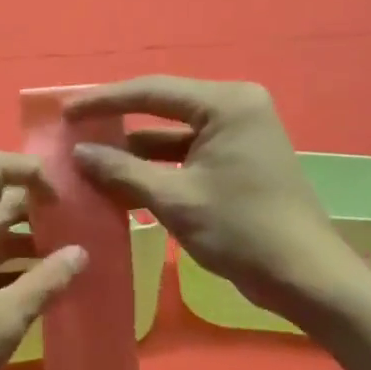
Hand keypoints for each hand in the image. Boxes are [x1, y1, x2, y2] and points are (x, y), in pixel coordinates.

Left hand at [0, 151, 86, 369]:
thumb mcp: (6, 319)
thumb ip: (46, 282)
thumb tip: (82, 251)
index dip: (28, 168)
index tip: (63, 194)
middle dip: (39, 204)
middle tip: (83, 221)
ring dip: (32, 237)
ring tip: (75, 251)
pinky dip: (19, 263)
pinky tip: (47, 281)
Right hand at [65, 76, 366, 319]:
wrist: (305, 277)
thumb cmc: (241, 230)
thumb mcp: (173, 199)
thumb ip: (121, 170)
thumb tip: (78, 153)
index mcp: (226, 104)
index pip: (151, 92)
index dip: (103, 102)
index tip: (65, 112)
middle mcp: (234, 107)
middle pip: (160, 107)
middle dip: (116, 123)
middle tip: (73, 131)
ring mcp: (238, 133)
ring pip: (170, 133)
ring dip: (133, 149)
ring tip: (87, 157)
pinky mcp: (236, 159)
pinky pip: (185, 153)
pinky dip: (155, 165)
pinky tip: (119, 179)